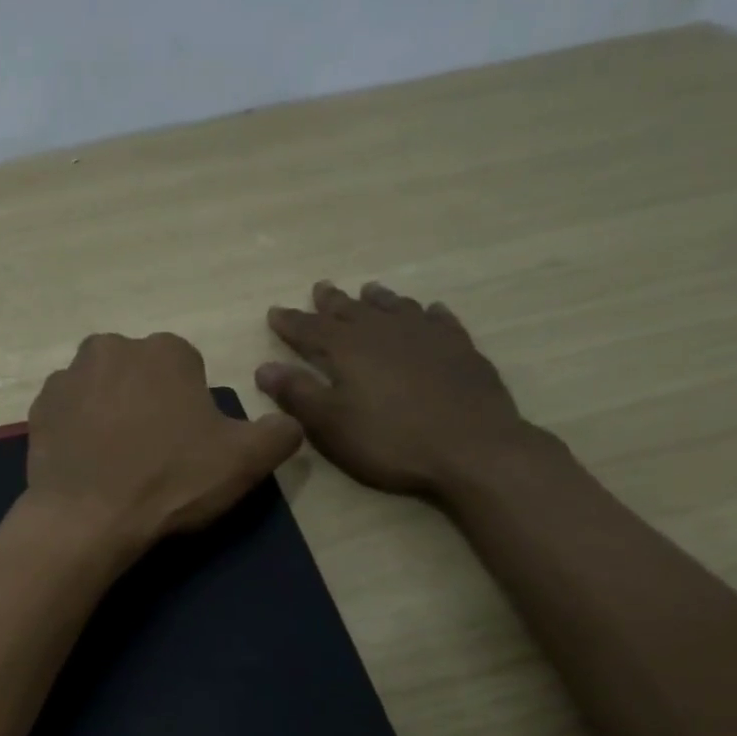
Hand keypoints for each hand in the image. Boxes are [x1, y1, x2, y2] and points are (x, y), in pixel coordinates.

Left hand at [23, 332, 301, 556]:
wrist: (88, 519)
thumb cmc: (171, 482)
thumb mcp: (245, 461)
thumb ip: (279, 432)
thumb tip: (288, 422)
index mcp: (165, 350)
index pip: (188, 370)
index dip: (191, 408)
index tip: (186, 444)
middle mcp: (112, 347)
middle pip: (142, 374)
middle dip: (149, 402)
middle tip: (153, 453)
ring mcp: (68, 376)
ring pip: (102, 389)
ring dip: (112, 412)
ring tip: (118, 461)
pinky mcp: (39, 408)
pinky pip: (69, 412)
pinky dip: (79, 429)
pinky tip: (88, 463)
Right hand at [257, 281, 532, 499]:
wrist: (472, 448)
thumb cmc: (390, 440)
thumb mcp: (330, 424)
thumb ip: (297, 393)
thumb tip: (264, 368)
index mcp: (348, 348)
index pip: (310, 329)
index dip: (290, 322)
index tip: (274, 311)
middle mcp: (384, 331)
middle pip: (352, 310)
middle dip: (332, 302)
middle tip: (321, 288)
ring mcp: (426, 336)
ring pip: (396, 307)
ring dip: (378, 300)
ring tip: (369, 291)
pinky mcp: (460, 349)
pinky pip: (439, 321)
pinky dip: (428, 314)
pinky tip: (430, 312)